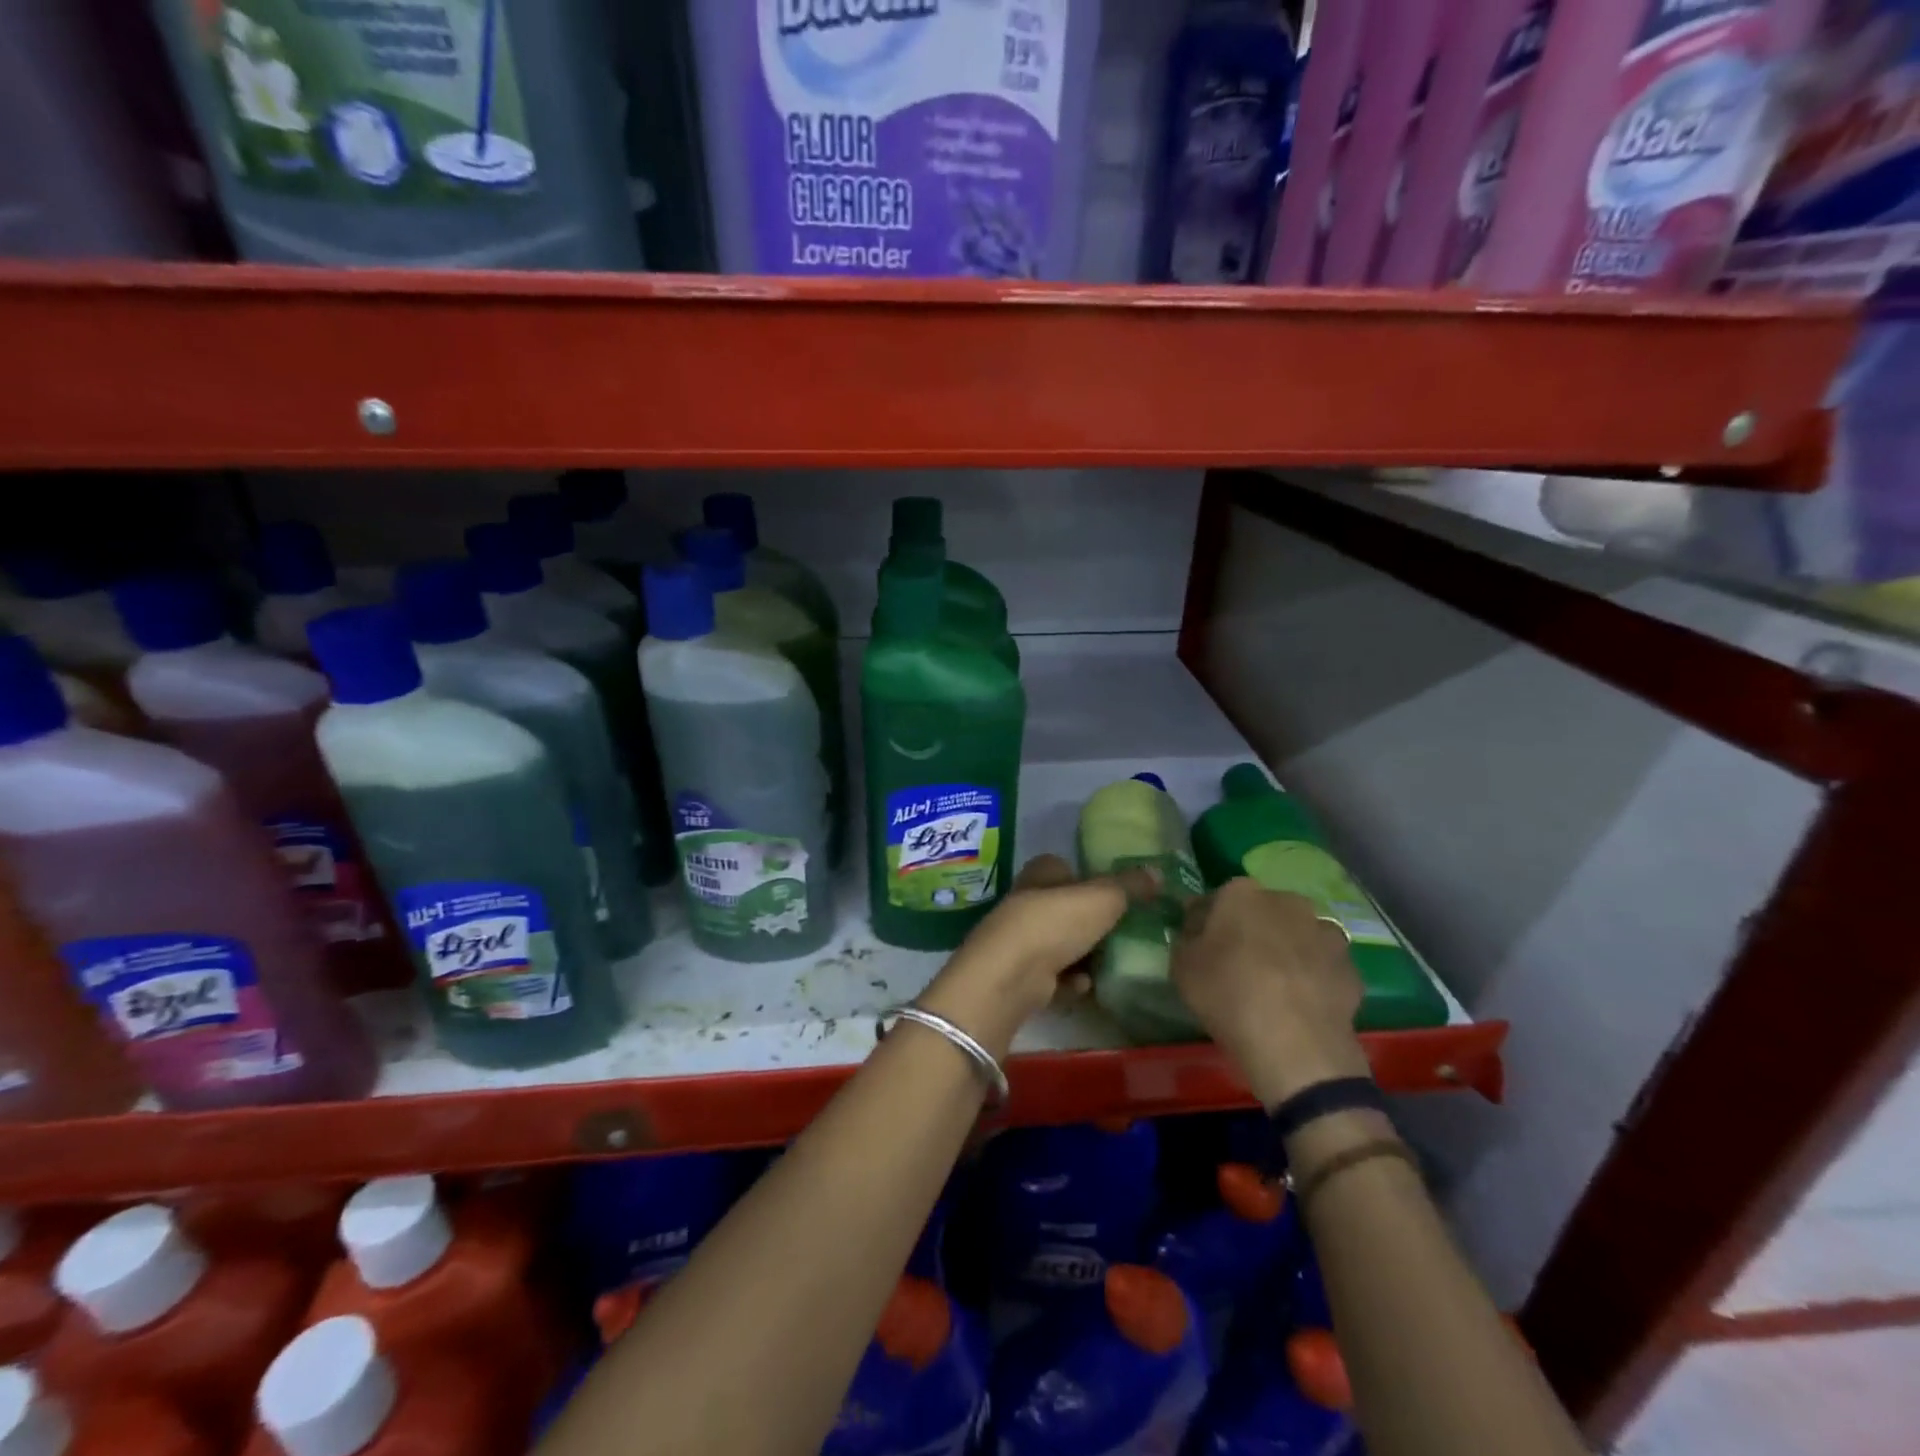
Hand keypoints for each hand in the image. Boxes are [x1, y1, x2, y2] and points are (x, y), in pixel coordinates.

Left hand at [917, 854, 1159, 1059]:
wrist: (1011, 974)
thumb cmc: (1056, 922)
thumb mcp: (1103, 897)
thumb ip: (1130, 885)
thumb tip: (1157, 871)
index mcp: (1042, 873)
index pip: (1065, 868)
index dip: (1089, 881)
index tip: (1116, 898)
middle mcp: (1026, 901)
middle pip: (1066, 909)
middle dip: (1092, 925)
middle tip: (1122, 936)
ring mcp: (1020, 939)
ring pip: (1061, 945)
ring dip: (1084, 959)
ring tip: (1108, 967)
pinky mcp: (1019, 974)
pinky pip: (1053, 977)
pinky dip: (1070, 983)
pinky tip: (1082, 988)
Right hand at [1172, 878, 1369, 1106]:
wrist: (1296, 1045)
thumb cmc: (1228, 995)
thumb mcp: (1182, 966)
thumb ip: (1187, 939)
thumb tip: (1197, 932)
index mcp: (1242, 894)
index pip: (1217, 899)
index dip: (1207, 922)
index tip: (1200, 944)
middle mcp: (1287, 902)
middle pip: (1263, 912)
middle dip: (1252, 930)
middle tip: (1239, 964)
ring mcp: (1325, 932)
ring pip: (1298, 935)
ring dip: (1287, 950)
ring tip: (1275, 986)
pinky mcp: (1350, 967)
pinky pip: (1322, 966)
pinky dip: (1313, 977)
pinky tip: (1302, 1004)